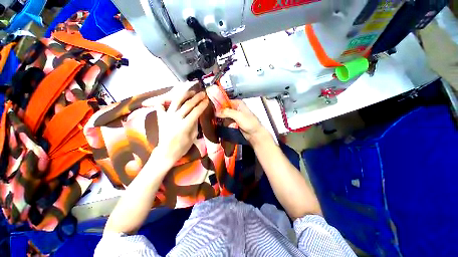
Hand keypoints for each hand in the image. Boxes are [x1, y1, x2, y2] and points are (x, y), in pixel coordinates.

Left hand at [155, 90, 208, 163]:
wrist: (167, 152)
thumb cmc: (182, 146)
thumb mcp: (193, 136)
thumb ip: (195, 123)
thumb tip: (198, 114)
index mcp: (185, 125)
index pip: (196, 111)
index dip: (202, 105)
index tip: (207, 100)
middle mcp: (175, 118)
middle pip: (187, 104)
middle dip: (196, 98)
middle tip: (202, 93)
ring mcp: (167, 117)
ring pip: (176, 101)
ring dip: (184, 95)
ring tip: (191, 92)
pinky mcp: (160, 117)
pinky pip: (160, 106)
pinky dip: (164, 100)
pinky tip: (169, 97)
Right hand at [216, 100, 268, 144]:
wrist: (254, 134)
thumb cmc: (249, 123)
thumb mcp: (238, 115)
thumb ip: (227, 112)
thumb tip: (216, 112)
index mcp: (238, 103)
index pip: (225, 101)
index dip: (219, 103)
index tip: (211, 107)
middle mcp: (235, 108)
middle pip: (224, 108)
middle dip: (218, 111)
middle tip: (211, 115)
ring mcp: (234, 115)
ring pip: (224, 114)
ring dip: (220, 117)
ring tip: (213, 119)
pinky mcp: (233, 122)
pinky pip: (226, 120)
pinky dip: (222, 121)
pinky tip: (218, 123)